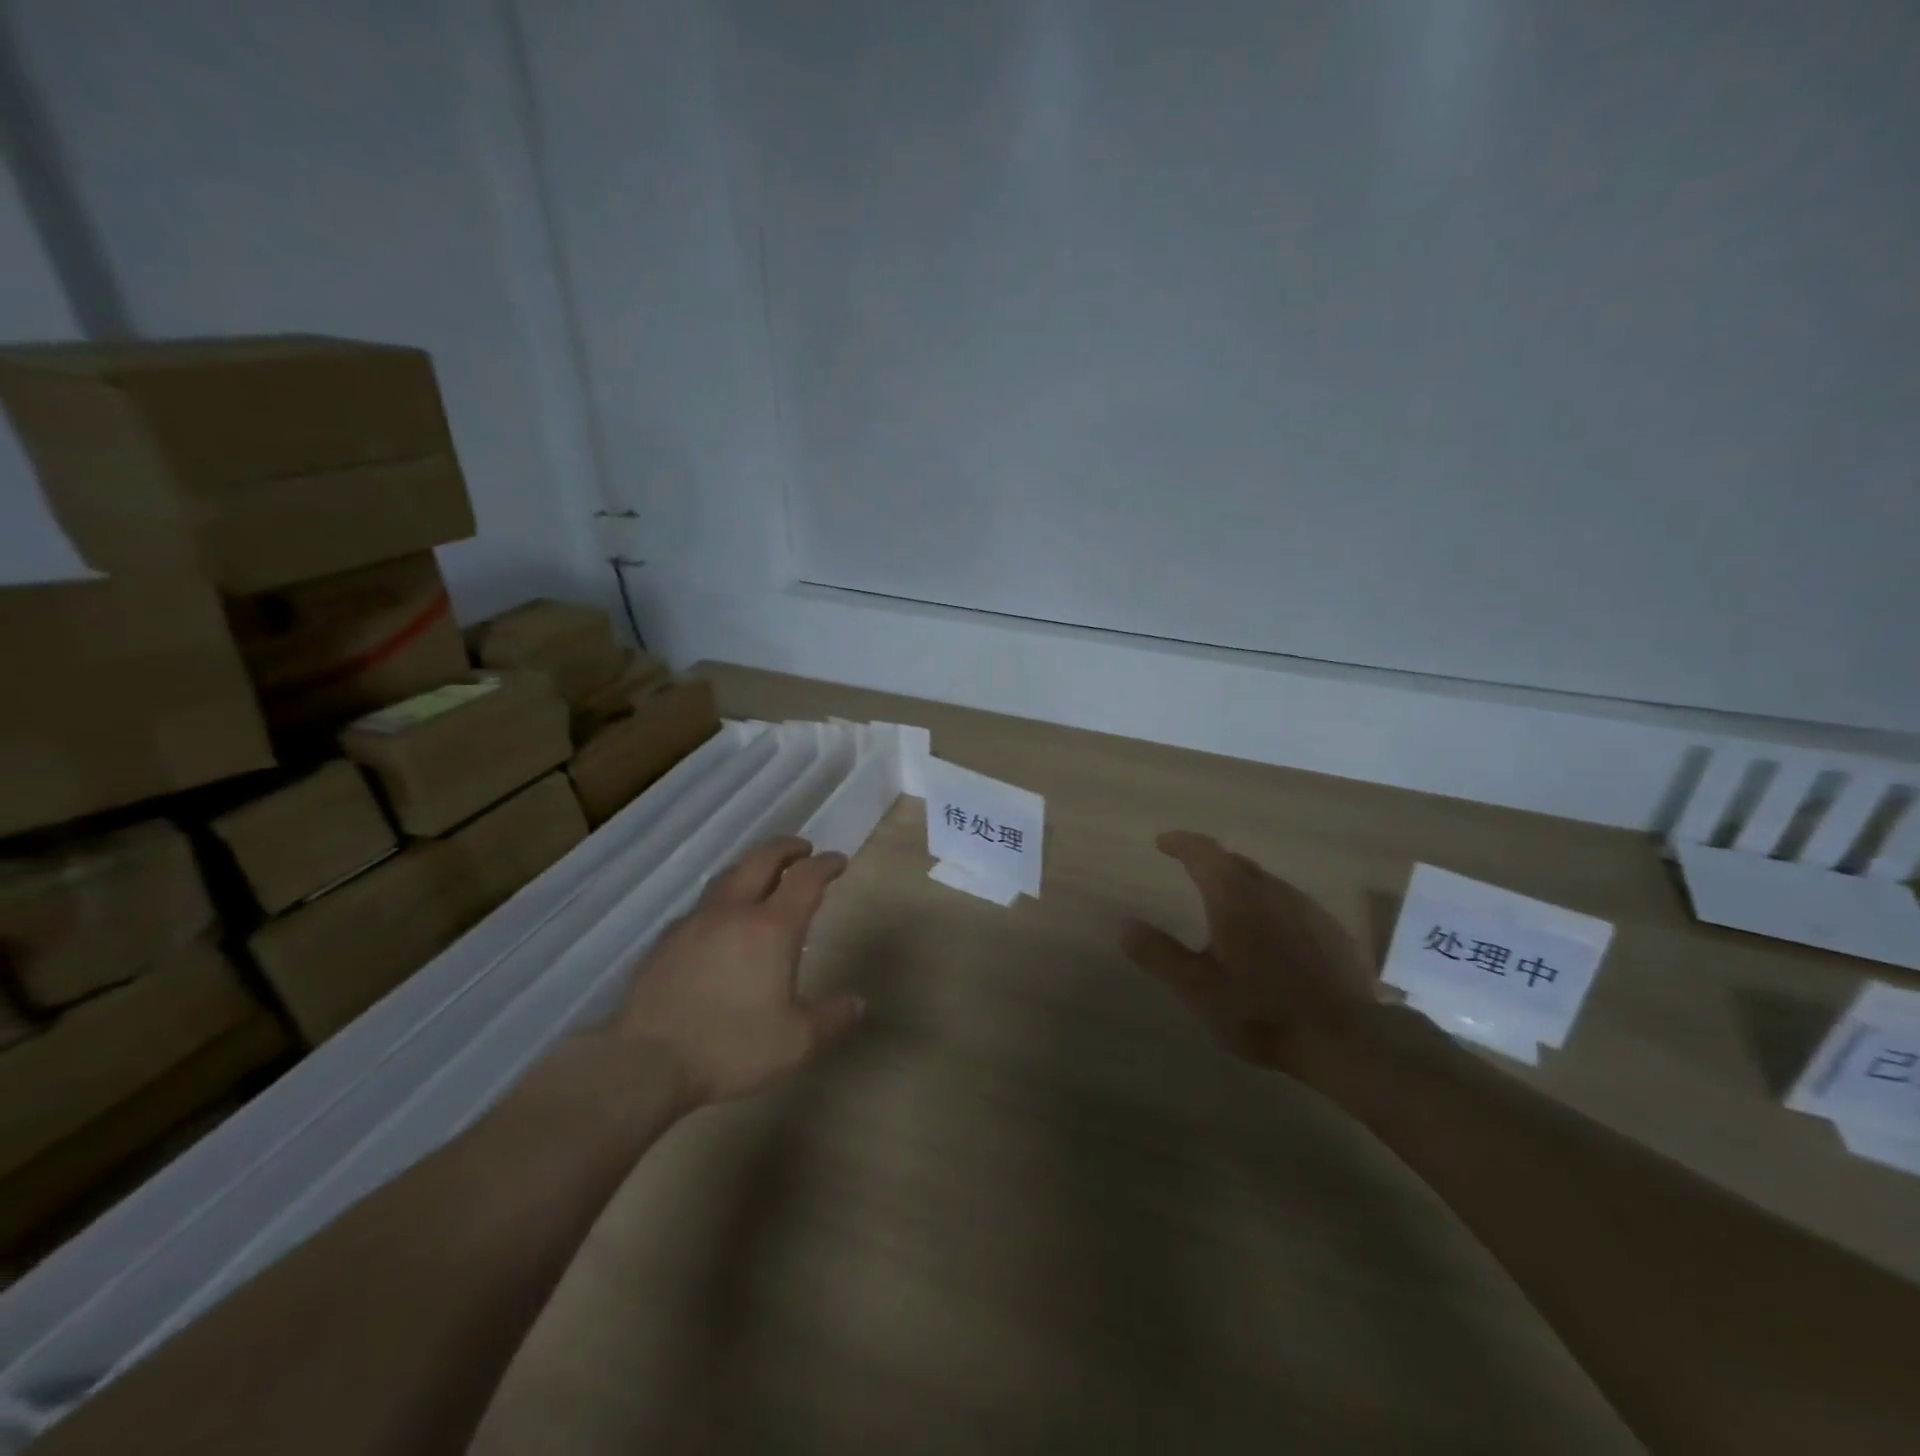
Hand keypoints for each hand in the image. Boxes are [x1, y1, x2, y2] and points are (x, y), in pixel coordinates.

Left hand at [617, 837, 864, 1105]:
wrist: (646, 1063)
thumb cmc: (731, 1048)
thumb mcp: (796, 1042)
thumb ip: (831, 1018)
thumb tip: (856, 1003)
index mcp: (771, 928)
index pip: (805, 879)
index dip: (825, 865)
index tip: (838, 861)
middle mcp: (733, 912)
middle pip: (761, 860)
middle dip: (786, 848)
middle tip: (803, 850)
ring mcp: (694, 923)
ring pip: (727, 876)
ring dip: (751, 867)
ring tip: (762, 875)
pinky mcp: (664, 941)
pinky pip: (700, 907)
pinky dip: (721, 901)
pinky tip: (719, 922)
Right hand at [1120, 831, 1385, 1083]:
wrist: (1346, 1040)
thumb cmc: (1262, 1011)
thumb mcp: (1198, 989)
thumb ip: (1158, 954)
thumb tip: (1124, 924)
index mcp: (1235, 897)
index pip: (1203, 852)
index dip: (1180, 843)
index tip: (1162, 843)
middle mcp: (1272, 890)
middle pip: (1235, 863)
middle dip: (1209, 862)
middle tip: (1190, 871)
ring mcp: (1307, 908)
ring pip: (1265, 883)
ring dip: (1241, 885)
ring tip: (1227, 907)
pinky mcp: (1331, 930)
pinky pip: (1290, 905)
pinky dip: (1269, 908)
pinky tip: (1270, 938)